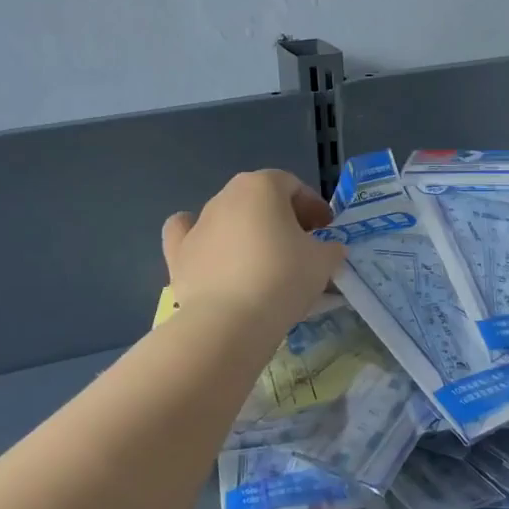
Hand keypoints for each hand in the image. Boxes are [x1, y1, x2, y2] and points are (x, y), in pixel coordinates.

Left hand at [162, 170, 345, 328]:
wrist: (229, 322)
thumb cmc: (283, 279)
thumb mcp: (323, 262)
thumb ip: (330, 249)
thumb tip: (328, 250)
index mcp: (262, 186)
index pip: (293, 186)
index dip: (313, 207)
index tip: (326, 231)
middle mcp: (226, 196)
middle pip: (261, 199)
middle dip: (282, 218)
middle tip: (300, 246)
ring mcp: (198, 223)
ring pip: (228, 217)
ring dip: (248, 231)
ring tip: (264, 262)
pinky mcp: (178, 253)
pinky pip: (188, 235)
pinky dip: (201, 240)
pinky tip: (211, 253)